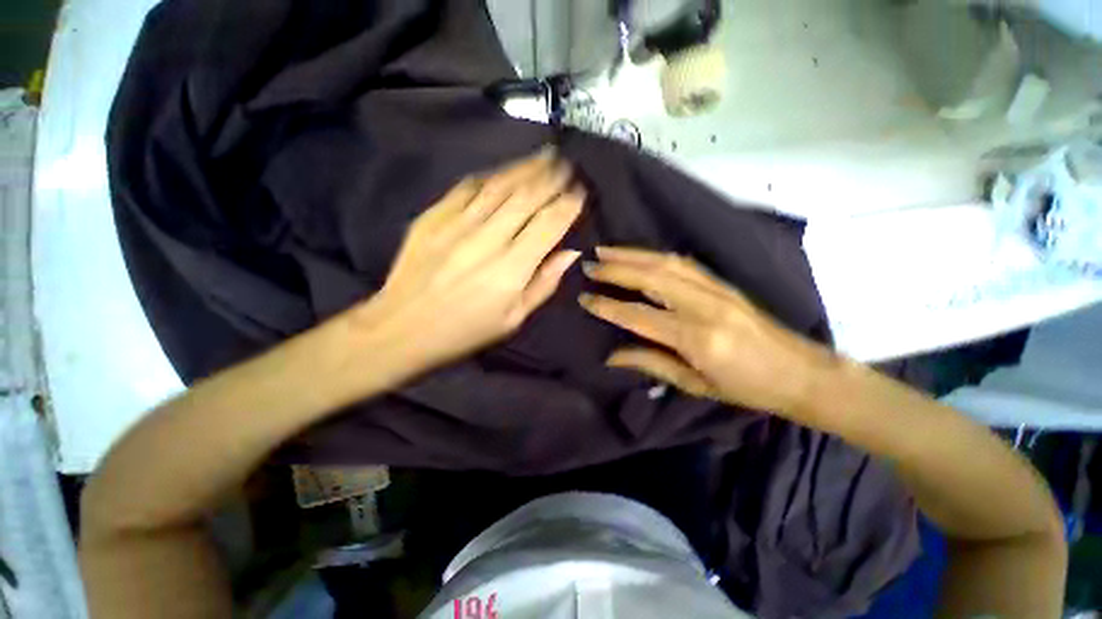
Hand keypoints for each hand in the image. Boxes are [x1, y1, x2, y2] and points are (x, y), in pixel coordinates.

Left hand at [353, 147, 583, 373]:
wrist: (402, 327)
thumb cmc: (465, 331)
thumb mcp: (514, 319)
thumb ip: (544, 284)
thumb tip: (570, 253)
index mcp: (511, 269)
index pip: (548, 224)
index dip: (568, 204)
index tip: (580, 191)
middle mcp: (488, 239)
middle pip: (527, 197)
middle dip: (552, 177)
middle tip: (567, 164)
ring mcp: (457, 224)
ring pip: (499, 186)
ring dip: (525, 168)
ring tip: (544, 155)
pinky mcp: (433, 217)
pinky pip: (467, 187)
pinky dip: (490, 176)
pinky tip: (503, 171)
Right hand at [579, 247, 834, 417]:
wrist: (802, 372)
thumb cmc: (747, 388)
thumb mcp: (695, 385)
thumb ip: (651, 364)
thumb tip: (611, 356)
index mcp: (696, 337)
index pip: (639, 316)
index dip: (608, 306)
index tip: (585, 298)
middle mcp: (703, 306)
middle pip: (651, 278)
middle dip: (616, 269)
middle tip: (589, 264)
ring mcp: (716, 289)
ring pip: (666, 263)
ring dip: (632, 254)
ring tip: (606, 251)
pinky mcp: (723, 283)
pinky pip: (683, 263)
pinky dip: (655, 256)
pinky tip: (639, 255)